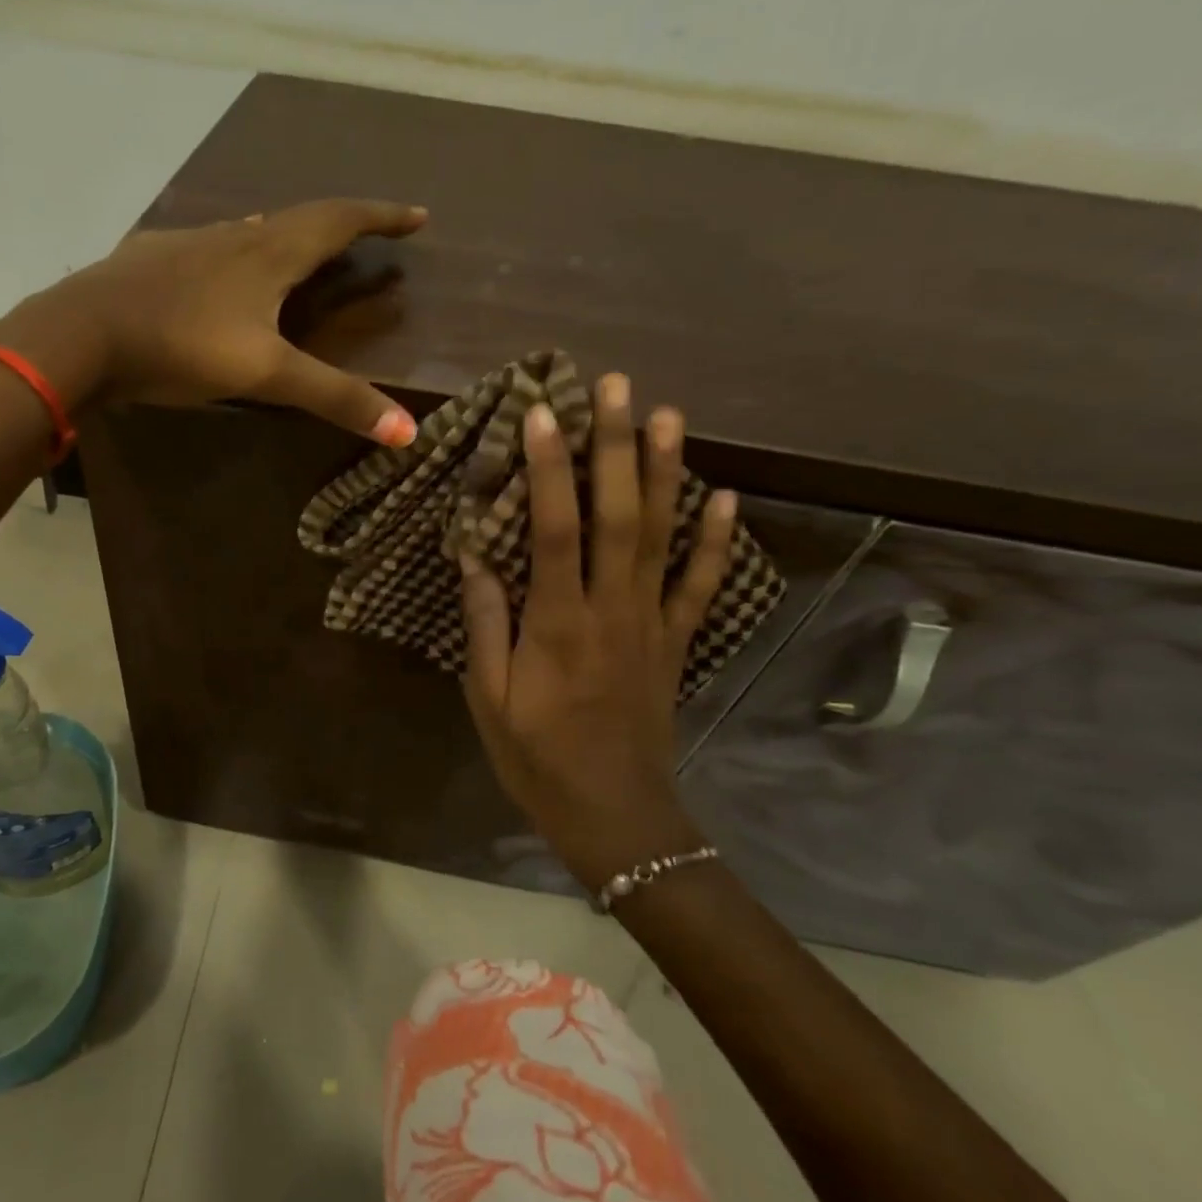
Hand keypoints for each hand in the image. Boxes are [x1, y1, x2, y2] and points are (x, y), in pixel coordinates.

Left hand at [0, 198, 426, 443]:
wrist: (80, 334)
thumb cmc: (180, 346)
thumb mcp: (265, 375)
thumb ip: (334, 398)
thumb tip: (409, 433)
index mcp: (269, 254)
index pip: (340, 221)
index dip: (383, 217)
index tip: (418, 216)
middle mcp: (234, 237)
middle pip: (300, 219)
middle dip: (343, 225)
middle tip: (368, 235)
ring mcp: (189, 244)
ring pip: (252, 230)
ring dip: (288, 235)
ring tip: (305, 249)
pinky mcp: (152, 259)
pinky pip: (210, 246)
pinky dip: (237, 251)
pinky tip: (223, 271)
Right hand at [459, 375, 737, 889]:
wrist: (614, 815)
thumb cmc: (537, 757)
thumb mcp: (488, 698)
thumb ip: (486, 623)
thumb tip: (474, 554)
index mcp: (558, 623)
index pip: (555, 530)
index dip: (548, 468)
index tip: (542, 413)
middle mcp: (611, 610)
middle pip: (619, 516)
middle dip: (615, 446)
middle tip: (615, 386)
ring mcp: (653, 623)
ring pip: (663, 537)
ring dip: (666, 473)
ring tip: (668, 415)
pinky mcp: (677, 641)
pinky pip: (701, 585)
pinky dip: (715, 540)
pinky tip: (726, 497)